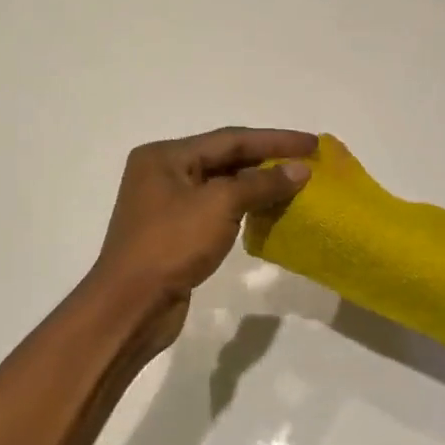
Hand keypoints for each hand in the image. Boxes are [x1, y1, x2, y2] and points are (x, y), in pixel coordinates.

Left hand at [88, 127, 315, 320]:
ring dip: (258, 184)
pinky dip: (245, 207)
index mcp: (165, 156)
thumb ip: (262, 183)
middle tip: (308, 162)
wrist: (132, 305)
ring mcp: (168, 204)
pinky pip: (217, 209)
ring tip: (296, 184)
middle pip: (225, 158)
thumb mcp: (220, 205)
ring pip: (223, 185)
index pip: (231, 138)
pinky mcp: (176, 232)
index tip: (312, 144)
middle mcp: (163, 173)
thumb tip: (300, 170)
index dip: (275, 140)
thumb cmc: (171, 245)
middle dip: (268, 159)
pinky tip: (269, 210)